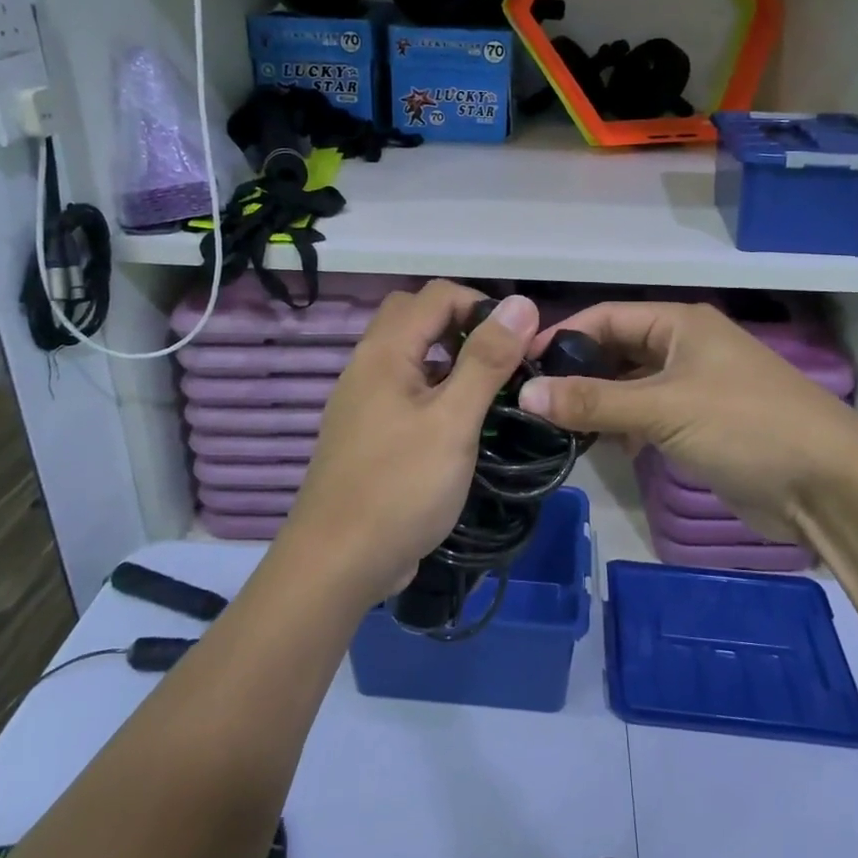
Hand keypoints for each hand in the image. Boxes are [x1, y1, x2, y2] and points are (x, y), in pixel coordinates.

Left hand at [281, 281, 537, 609]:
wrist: (336, 563)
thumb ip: (486, 360)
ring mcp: (362, 400)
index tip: (518, 341)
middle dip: (462, 324)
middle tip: (500, 359)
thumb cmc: (400, 487)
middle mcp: (367, 365)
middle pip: (415, 316)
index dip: (481, 304)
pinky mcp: (366, 432)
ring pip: (409, 355)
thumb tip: (521, 303)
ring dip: (448, 357)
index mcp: (385, 351)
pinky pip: (403, 389)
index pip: (436, 294)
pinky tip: (459, 424)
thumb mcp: (453, 421)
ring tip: (488, 391)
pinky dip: (434, 389)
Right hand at [517, 302, 857, 545]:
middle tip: (530, 400)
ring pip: (629, 388)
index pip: (606, 317)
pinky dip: (623, 429)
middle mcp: (684, 349)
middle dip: (577, 373)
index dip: (562, 334)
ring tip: (553, 426)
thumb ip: (593, 401)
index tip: (519, 363)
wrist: (828, 486)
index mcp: (680, 325)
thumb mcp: (663, 408)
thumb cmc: (745, 426)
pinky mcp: (700, 427)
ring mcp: (694, 389)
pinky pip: (648, 418)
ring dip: (598, 405)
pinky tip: (600, 448)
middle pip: (616, 351)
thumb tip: (525, 393)